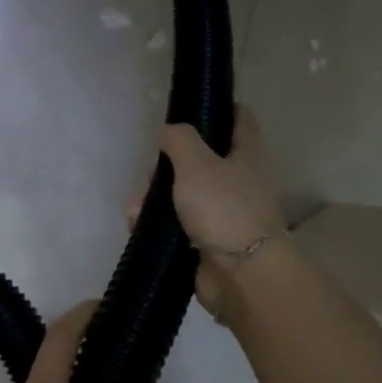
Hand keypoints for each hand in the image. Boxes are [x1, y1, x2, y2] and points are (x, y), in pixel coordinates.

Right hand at [155, 105, 285, 316]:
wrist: (241, 275)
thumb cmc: (223, 209)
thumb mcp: (196, 163)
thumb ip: (179, 140)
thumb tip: (169, 133)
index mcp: (245, 156)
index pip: (240, 120)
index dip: (222, 108)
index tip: (193, 107)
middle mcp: (238, 182)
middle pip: (200, 161)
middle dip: (168, 166)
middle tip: (149, 176)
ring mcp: (223, 214)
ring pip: (183, 195)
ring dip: (155, 200)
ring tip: (136, 211)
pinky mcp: (208, 242)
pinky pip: (177, 226)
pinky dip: (158, 226)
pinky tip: (138, 227)